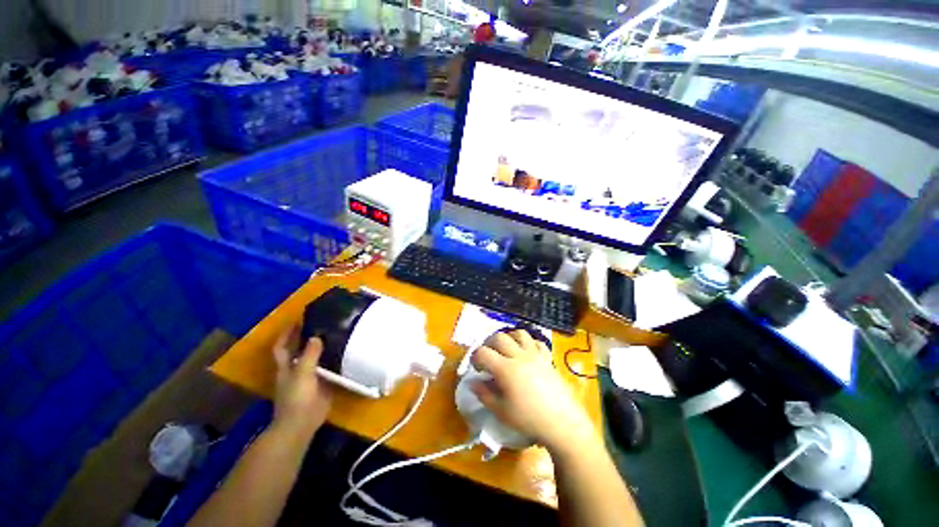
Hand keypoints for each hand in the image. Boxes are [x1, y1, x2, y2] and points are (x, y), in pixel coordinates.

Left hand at [271, 328, 332, 441]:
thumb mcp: (302, 374)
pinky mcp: (321, 385)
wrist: (302, 423)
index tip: (298, 320)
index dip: (287, 333)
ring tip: (335, 334)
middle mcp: (296, 369)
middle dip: (305, 337)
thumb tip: (316, 336)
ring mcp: (308, 377)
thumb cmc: (297, 398)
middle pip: (298, 350)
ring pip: (314, 358)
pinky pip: (327, 368)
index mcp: (286, 366)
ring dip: (321, 348)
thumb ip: (309, 355)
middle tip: (321, 324)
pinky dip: (332, 360)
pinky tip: (343, 353)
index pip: (282, 346)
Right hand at [471, 330, 596, 453]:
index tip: (476, 367)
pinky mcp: (547, 358)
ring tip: (506, 349)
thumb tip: (473, 383)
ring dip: (509, 338)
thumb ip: (485, 394)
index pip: (483, 352)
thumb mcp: (502, 411)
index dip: (475, 357)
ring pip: (519, 333)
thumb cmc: (529, 419)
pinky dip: (528, 343)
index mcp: (505, 369)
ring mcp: (535, 355)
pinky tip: (526, 353)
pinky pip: (537, 342)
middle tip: (488, 357)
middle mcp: (519, 356)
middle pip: (499, 337)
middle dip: (489, 344)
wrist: (562, 422)